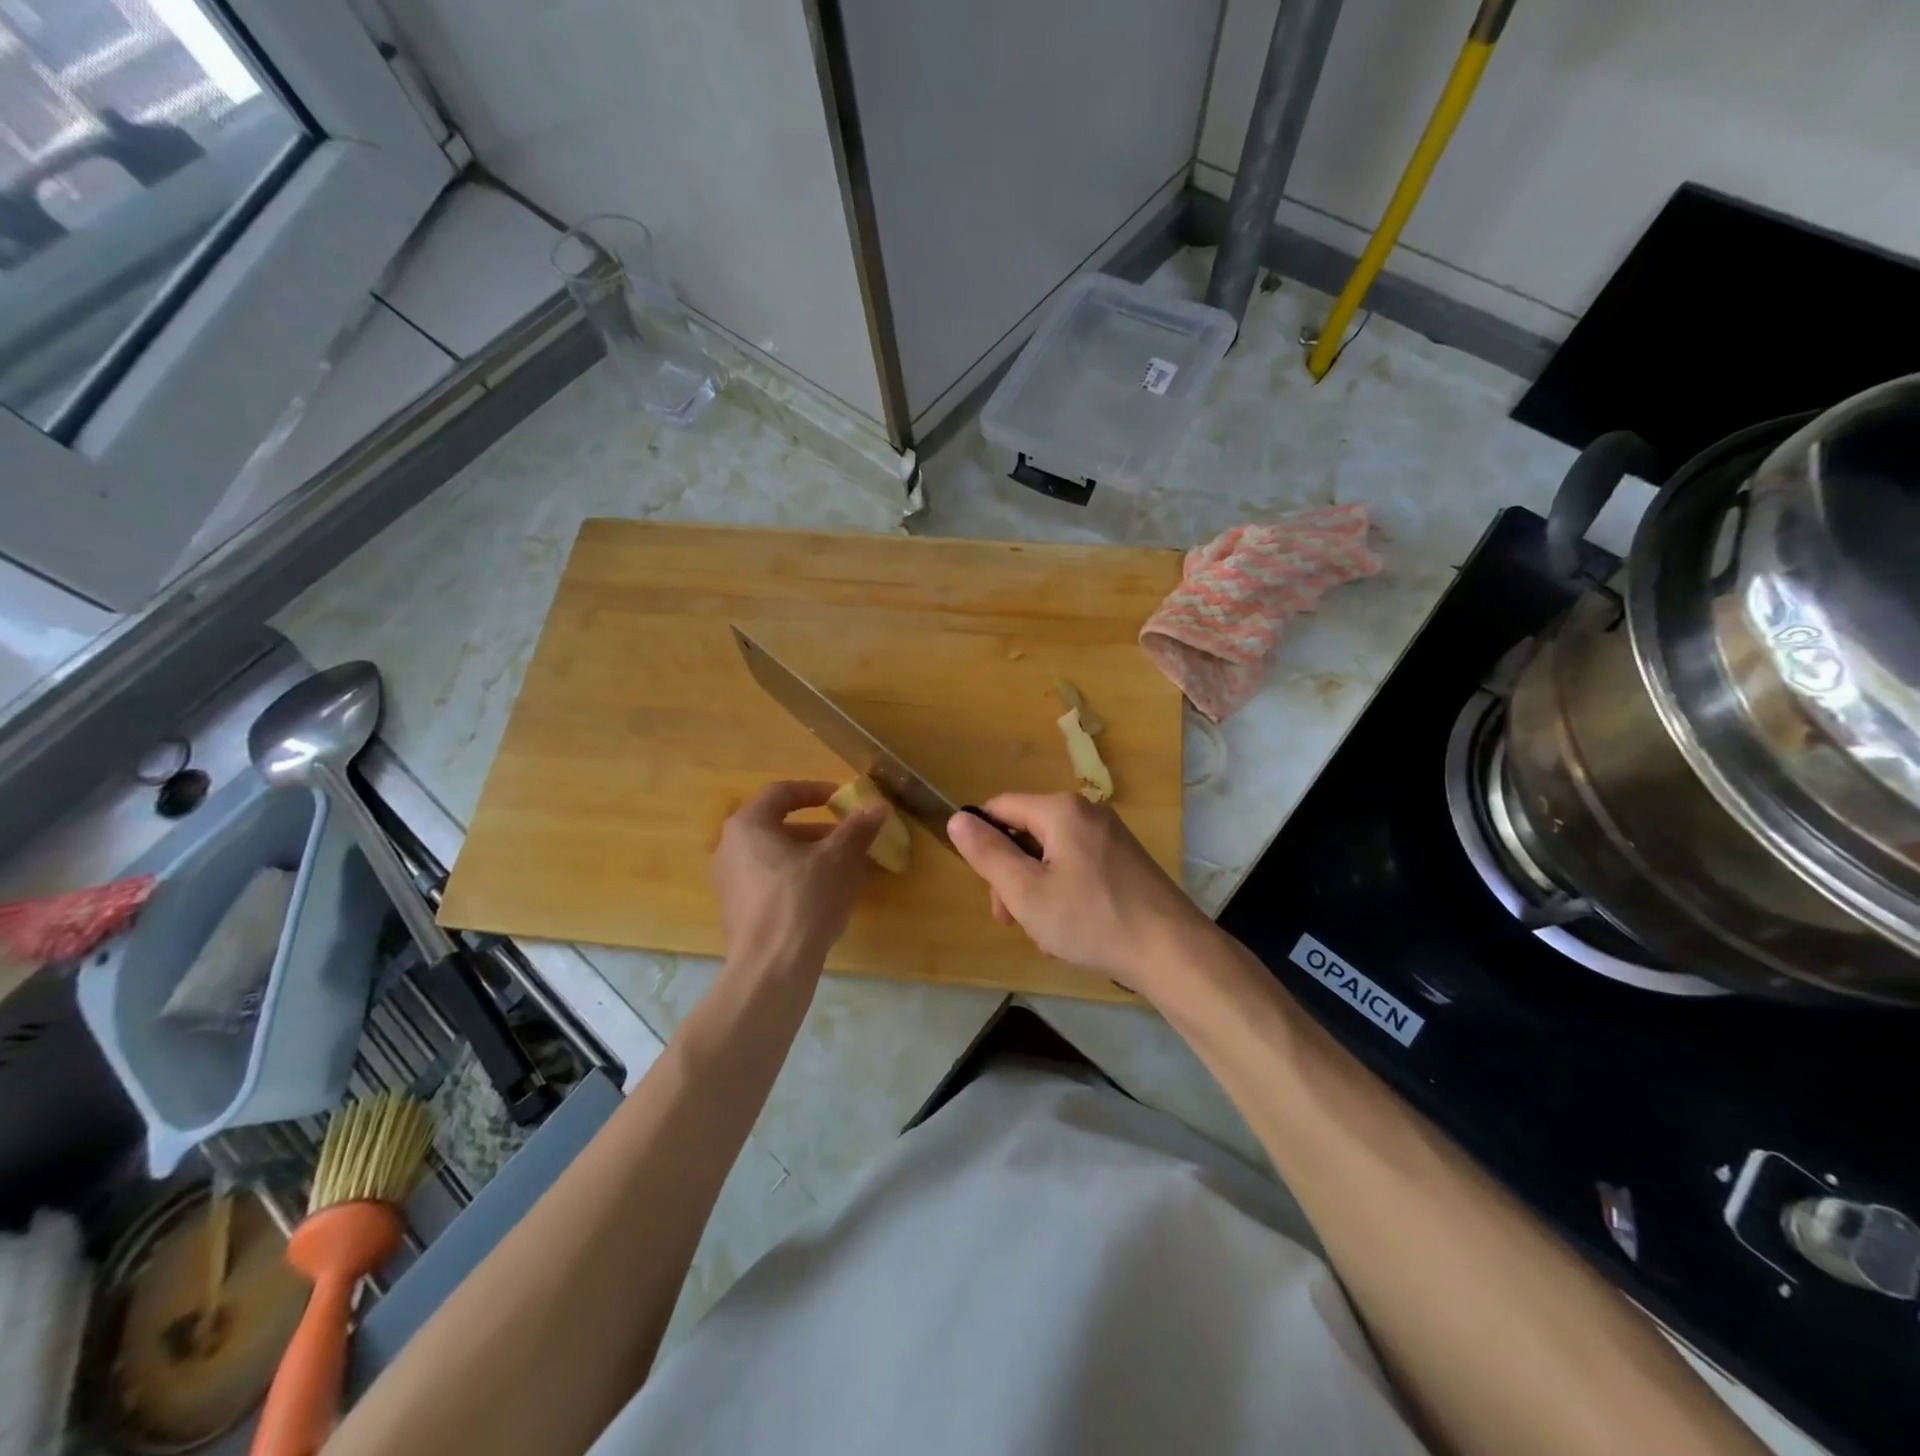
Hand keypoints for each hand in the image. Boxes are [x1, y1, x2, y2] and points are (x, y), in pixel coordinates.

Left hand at [712, 781, 884, 972]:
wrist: (771, 969)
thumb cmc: (803, 900)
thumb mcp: (838, 859)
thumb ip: (857, 828)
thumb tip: (877, 806)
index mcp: (748, 826)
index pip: (781, 793)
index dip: (814, 790)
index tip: (841, 798)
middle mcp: (730, 848)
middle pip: (777, 825)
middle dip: (817, 828)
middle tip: (847, 836)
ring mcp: (729, 882)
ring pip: (774, 855)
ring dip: (809, 854)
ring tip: (842, 867)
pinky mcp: (736, 911)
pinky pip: (769, 881)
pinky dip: (796, 878)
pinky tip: (823, 896)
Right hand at [947, 793, 1214, 998]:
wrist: (1171, 951)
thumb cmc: (1091, 919)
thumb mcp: (1025, 891)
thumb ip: (987, 853)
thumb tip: (957, 818)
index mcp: (1060, 810)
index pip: (1000, 808)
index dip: (982, 842)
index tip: (986, 887)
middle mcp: (1087, 812)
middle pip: (1027, 833)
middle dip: (1012, 876)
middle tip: (1013, 921)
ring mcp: (1110, 835)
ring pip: (1051, 855)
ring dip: (1036, 890)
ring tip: (1044, 933)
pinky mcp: (1124, 860)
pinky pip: (1077, 866)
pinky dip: (1064, 893)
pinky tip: (1070, 929)